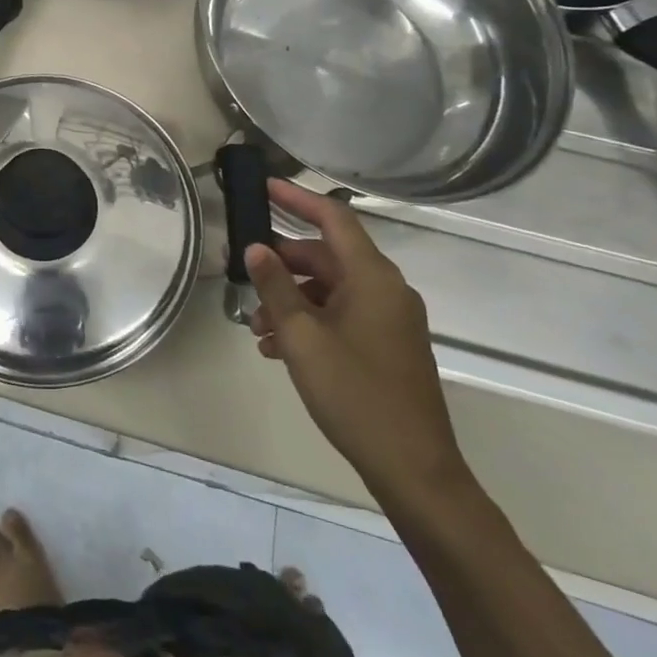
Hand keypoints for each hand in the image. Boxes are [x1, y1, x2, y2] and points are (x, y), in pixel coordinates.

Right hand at [244, 179, 468, 506]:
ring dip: (291, 300)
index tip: (263, 187)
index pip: (333, 218)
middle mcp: (386, 290)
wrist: (413, 468)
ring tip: (257, 328)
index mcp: (372, 278)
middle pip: (327, 256)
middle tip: (243, 274)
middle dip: (282, 264)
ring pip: (331, 290)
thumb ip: (275, 287)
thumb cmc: (355, 394)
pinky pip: (342, 315)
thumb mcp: (302, 338)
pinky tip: (278, 349)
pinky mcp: (388, 345)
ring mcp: (390, 319)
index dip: (297, 198)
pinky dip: (310, 321)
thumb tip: (256, 248)